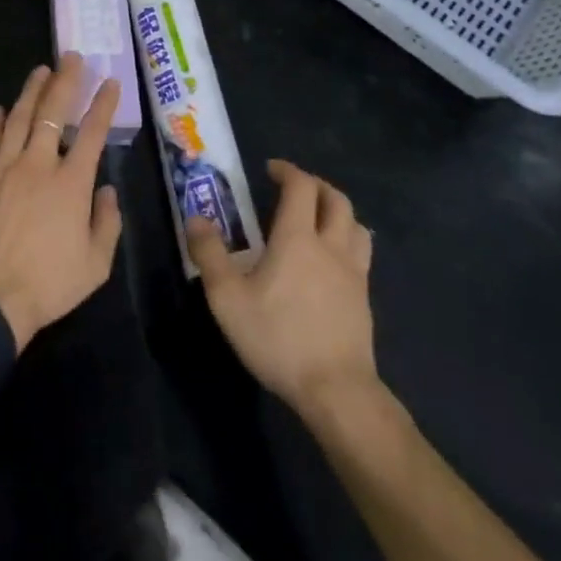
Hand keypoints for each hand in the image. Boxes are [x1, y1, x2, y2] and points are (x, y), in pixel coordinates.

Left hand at [0, 54, 123, 352]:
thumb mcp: (95, 264)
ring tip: (41, 70)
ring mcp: (2, 168)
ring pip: (17, 118)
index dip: (103, 104)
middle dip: (65, 81)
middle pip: (53, 113)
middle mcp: (37, 165)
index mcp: (71, 183)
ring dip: (31, 91)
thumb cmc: (48, 284)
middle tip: (71, 57)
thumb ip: (107, 222)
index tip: (110, 82)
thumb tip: (107, 190)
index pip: (93, 133)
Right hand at [187, 160, 379, 421]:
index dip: (287, 171)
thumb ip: (209, 255)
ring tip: (317, 218)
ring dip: (337, 210)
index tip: (270, 170)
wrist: (336, 390)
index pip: (301, 187)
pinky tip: (331, 259)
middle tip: (293, 187)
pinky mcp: (364, 299)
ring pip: (356, 224)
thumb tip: (196, 219)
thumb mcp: (228, 299)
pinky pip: (361, 253)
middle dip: (315, 185)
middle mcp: (331, 246)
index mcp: (297, 238)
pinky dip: (347, 240)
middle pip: (336, 199)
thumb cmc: (278, 338)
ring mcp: (354, 273)